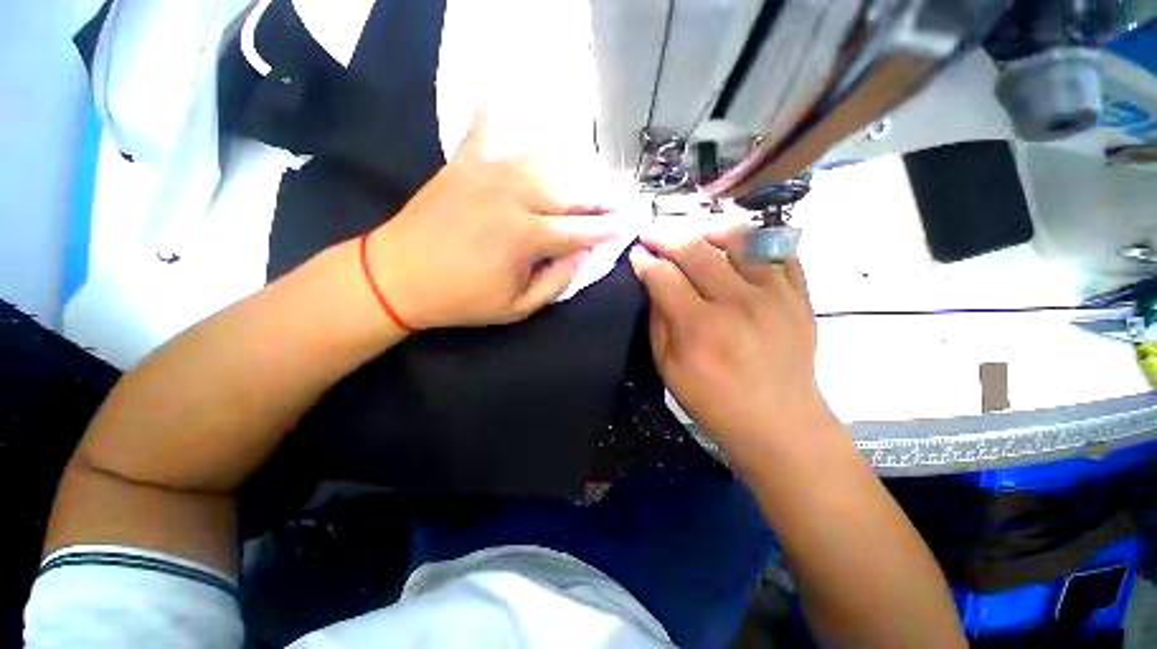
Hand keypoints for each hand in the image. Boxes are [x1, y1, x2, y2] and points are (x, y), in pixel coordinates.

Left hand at [365, 113, 614, 329]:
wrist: (398, 277)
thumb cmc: (462, 299)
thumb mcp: (517, 308)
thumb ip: (555, 283)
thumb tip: (580, 257)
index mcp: (527, 237)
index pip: (581, 230)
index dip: (607, 229)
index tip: (625, 225)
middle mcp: (515, 198)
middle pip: (569, 191)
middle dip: (598, 197)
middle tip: (616, 199)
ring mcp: (488, 174)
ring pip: (541, 160)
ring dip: (568, 166)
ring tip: (585, 172)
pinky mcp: (462, 165)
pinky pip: (483, 132)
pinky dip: (494, 116)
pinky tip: (503, 99)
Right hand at [629, 225, 834, 457]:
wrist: (780, 424)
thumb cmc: (715, 403)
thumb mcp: (669, 369)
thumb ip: (659, 322)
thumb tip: (653, 283)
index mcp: (700, 327)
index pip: (664, 277)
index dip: (645, 261)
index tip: (636, 254)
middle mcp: (738, 303)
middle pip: (697, 250)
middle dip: (667, 236)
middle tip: (652, 234)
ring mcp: (775, 295)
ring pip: (742, 238)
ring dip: (710, 228)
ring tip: (695, 233)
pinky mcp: (799, 297)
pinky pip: (779, 251)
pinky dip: (756, 242)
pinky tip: (738, 248)